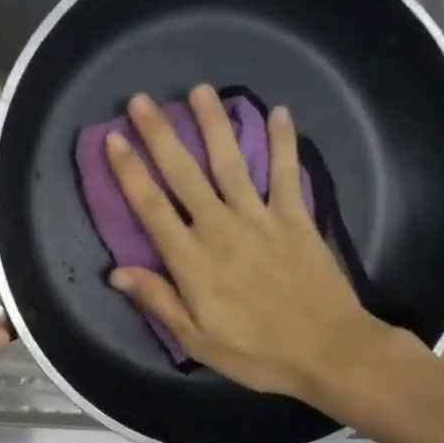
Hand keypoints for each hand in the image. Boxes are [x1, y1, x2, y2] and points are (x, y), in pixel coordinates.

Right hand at [103, 86, 408, 413]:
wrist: (329, 351)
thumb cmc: (257, 352)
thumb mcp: (197, 339)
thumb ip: (158, 301)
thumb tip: (116, 272)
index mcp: (192, 260)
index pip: (151, 207)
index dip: (130, 171)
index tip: (114, 139)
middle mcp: (220, 227)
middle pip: (184, 173)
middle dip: (160, 134)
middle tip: (141, 101)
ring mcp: (260, 218)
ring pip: (230, 162)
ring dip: (213, 124)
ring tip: (198, 90)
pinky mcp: (295, 217)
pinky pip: (286, 173)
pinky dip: (282, 142)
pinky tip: (278, 112)